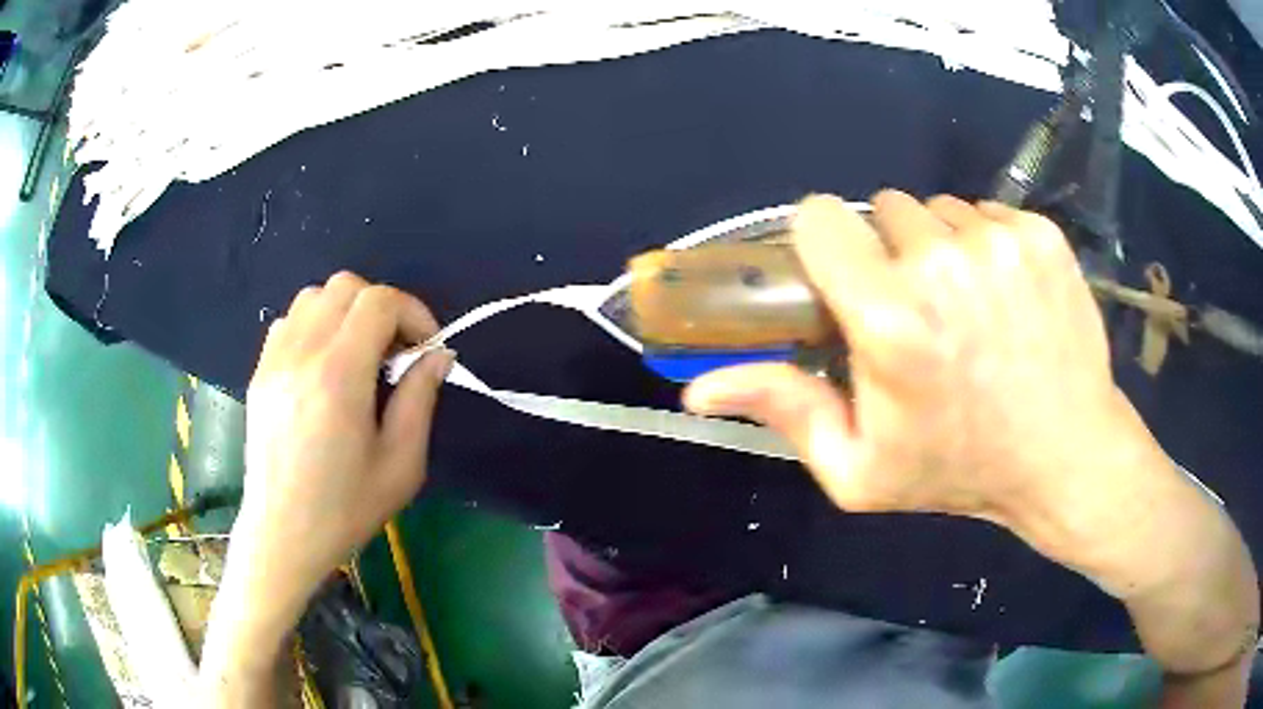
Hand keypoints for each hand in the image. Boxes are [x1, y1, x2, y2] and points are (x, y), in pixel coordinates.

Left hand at [235, 272, 451, 618]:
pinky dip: (315, 326)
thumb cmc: (345, 509)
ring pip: (313, 296)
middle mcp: (302, 354)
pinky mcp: (259, 371)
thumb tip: (437, 354)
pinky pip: (289, 321)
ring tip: (357, 355)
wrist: (282, 535)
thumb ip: (420, 398)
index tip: (425, 347)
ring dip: (345, 312)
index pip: (378, 302)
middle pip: (345, 286)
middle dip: (381, 307)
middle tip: (393, 352)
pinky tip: (323, 367)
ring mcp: (274, 360)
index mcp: (339, 376)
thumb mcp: (401, 465)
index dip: (413, 312)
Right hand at [686, 191, 1124, 543]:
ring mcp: (999, 240)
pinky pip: (989, 213)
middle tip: (917, 310)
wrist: (1066, 456)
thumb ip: (783, 410)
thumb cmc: (959, 469)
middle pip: (883, 209)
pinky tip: (1007, 295)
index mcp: (889, 318)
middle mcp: (943, 262)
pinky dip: (988, 244)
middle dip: (888, 251)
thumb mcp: (859, 468)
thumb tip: (696, 388)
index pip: (820, 217)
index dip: (825, 243)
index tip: (844, 276)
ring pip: (940, 210)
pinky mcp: (1040, 233)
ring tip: (968, 307)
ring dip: (941, 248)